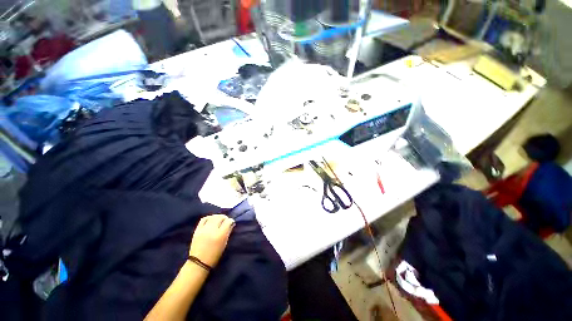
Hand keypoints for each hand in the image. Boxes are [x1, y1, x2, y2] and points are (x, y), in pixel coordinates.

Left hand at [189, 214, 234, 267]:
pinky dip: (209, 217)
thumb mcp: (224, 244)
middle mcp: (212, 230)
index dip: (231, 221)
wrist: (198, 262)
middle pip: (221, 217)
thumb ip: (228, 232)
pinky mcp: (197, 230)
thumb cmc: (214, 255)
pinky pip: (204, 219)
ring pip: (213, 217)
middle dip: (225, 218)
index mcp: (220, 235)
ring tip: (219, 220)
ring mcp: (204, 229)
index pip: (228, 221)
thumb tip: (231, 223)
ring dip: (217, 217)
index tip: (231, 224)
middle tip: (226, 221)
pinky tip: (211, 220)